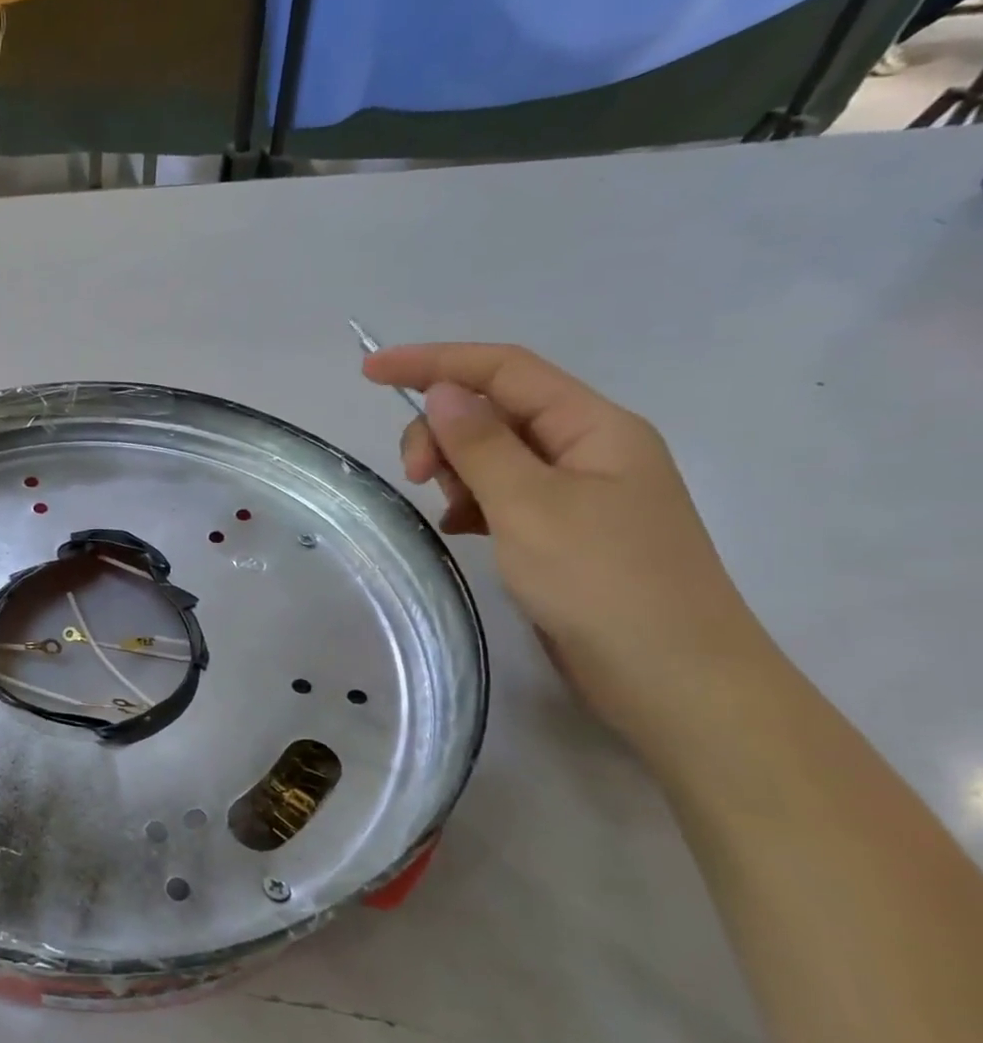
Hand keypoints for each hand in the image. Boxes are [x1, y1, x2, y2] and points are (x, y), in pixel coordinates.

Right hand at [362, 344, 763, 749]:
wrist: (673, 680)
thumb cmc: (603, 583)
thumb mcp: (529, 506)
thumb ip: (480, 443)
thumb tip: (441, 390)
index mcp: (594, 427)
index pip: (504, 370)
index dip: (434, 362)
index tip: (370, 371)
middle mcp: (589, 449)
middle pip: (496, 411)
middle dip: (443, 432)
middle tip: (415, 477)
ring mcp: (580, 493)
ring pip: (495, 456)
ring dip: (458, 472)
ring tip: (450, 516)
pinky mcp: (566, 533)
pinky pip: (504, 496)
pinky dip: (472, 505)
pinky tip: (459, 531)